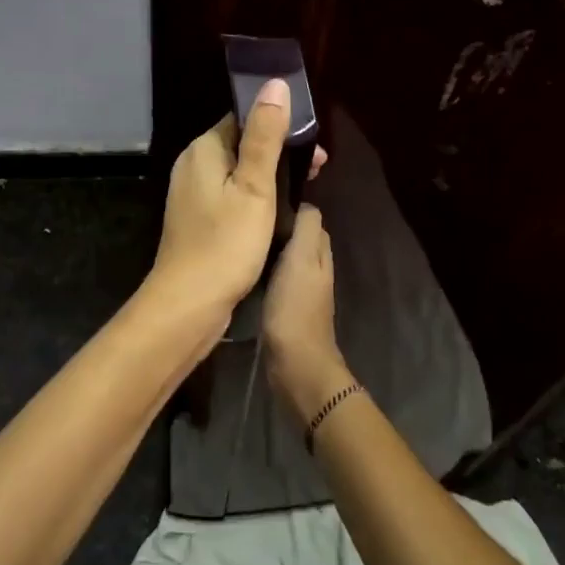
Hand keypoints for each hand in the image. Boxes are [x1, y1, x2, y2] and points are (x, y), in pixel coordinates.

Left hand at [145, 80, 321, 349]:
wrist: (189, 303)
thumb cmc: (226, 242)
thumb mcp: (254, 186)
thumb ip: (265, 135)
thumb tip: (274, 84)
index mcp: (204, 149)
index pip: (243, 118)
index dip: (280, 125)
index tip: (314, 145)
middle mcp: (193, 164)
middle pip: (242, 144)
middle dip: (280, 151)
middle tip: (319, 170)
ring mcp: (192, 193)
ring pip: (238, 171)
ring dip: (272, 175)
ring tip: (306, 191)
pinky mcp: (198, 218)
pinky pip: (231, 194)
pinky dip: (256, 196)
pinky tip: (278, 212)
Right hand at [262, 204, 349, 423]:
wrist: (295, 363)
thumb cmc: (295, 306)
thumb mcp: (301, 258)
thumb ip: (306, 229)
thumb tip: (304, 203)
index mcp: (320, 254)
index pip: (310, 220)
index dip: (292, 208)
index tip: (263, 200)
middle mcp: (315, 270)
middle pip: (299, 239)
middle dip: (280, 227)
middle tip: (249, 219)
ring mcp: (302, 292)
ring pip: (288, 260)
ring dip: (271, 250)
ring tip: (245, 241)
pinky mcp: (287, 310)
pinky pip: (277, 280)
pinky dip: (266, 272)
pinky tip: (248, 271)